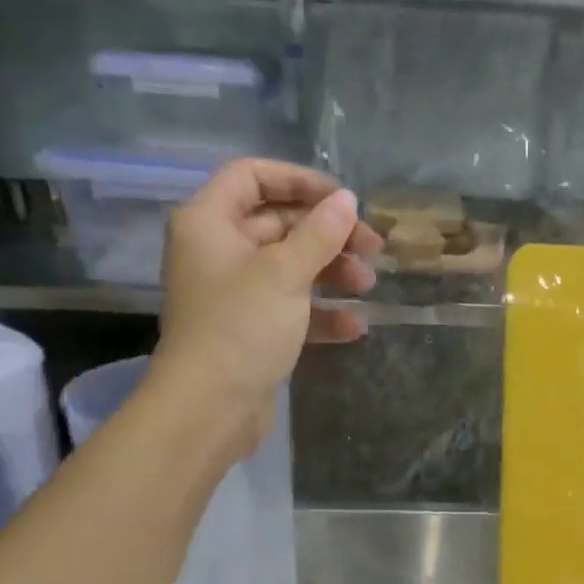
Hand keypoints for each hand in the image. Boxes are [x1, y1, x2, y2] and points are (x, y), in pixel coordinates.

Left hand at [153, 158, 383, 446]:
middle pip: (278, 224)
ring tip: (368, 285)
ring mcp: (235, 293)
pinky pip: (290, 309)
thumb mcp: (285, 273)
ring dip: (331, 273)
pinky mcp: (251, 330)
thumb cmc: (241, 326)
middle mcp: (218, 251)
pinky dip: (320, 313)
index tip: (343, 199)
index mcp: (210, 222)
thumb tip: (347, 200)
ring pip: (289, 268)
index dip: (299, 182)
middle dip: (327, 234)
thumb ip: (320, 233)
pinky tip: (355, 325)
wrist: (211, 406)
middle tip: (372, 248)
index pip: (252, 177)